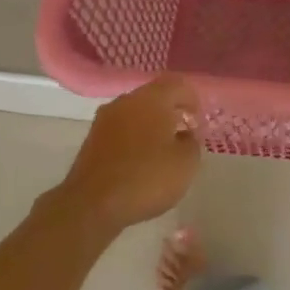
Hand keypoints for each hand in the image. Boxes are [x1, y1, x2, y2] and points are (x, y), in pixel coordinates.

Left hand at [57, 76, 201, 232]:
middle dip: (171, 112)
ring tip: (162, 151)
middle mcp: (126, 101)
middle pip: (155, 96)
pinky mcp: (92, 139)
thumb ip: (192, 141)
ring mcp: (105, 119)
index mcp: (152, 98)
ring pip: (136, 112)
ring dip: (151, 125)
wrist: (91, 205)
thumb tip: (184, 134)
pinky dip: (134, 138)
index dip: (193, 100)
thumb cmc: (146, 178)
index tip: (198, 124)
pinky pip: (121, 129)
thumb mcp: (186, 163)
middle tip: (183, 135)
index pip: (178, 84)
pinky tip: (140, 162)